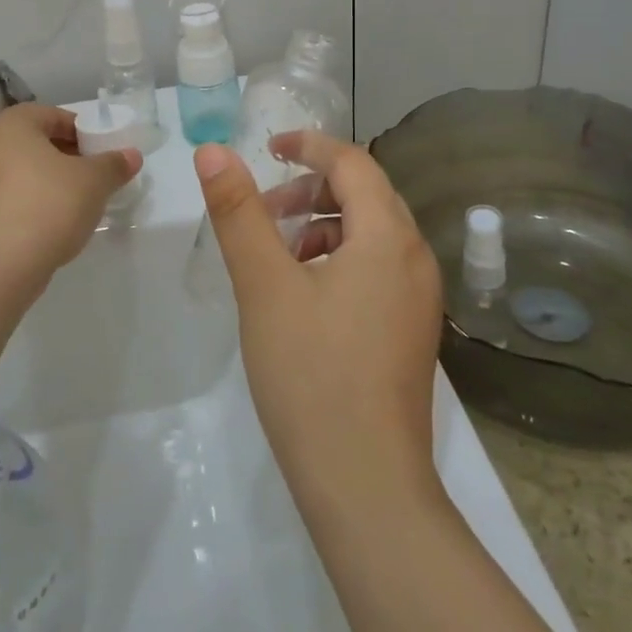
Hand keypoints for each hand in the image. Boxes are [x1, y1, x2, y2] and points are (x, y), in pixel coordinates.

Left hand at [0, 104, 141, 276]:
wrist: (0, 262)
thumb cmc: (49, 203)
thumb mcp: (94, 181)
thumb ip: (113, 164)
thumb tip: (131, 156)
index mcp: (11, 124)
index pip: (53, 116)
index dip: (81, 132)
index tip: (100, 153)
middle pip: (33, 143)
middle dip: (63, 157)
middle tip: (90, 177)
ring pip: (18, 172)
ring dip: (44, 182)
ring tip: (72, 204)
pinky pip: (6, 199)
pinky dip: (26, 204)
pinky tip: (48, 225)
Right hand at [195, 132, 443, 511]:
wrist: (365, 486)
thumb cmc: (311, 375)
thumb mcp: (264, 286)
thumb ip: (238, 212)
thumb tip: (212, 151)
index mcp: (388, 238)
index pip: (352, 162)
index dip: (308, 145)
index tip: (267, 148)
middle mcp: (415, 258)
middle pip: (365, 194)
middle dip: (310, 189)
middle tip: (262, 210)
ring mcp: (418, 298)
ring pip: (369, 233)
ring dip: (321, 225)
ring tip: (274, 255)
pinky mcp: (410, 330)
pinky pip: (375, 268)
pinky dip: (337, 259)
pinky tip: (301, 294)